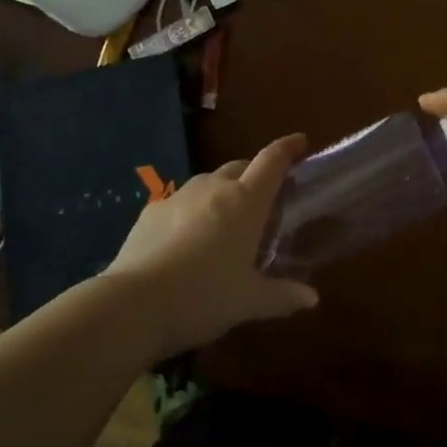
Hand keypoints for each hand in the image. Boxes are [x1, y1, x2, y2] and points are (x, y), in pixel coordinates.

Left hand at [103, 134, 319, 357]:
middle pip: (240, 167)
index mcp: (245, 201)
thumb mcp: (249, 302)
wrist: (134, 304)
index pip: (272, 161)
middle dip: (254, 174)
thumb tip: (312, 298)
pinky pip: (180, 202)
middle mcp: (214, 188)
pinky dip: (192, 212)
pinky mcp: (151, 211)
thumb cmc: (204, 296)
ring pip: (208, 183)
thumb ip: (282, 296)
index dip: (287, 148)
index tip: (299, 141)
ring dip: (222, 193)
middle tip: (263, 198)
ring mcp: (179, 196)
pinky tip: (187, 239)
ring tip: (225, 221)